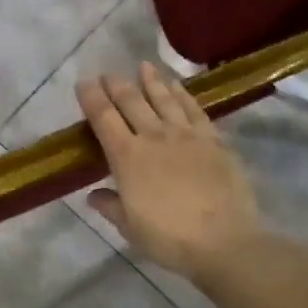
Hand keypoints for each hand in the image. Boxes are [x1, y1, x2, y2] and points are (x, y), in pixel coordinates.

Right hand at [76, 63, 269, 283]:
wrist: (223, 240)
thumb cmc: (169, 239)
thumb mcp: (130, 227)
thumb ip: (110, 206)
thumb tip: (93, 194)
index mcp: (127, 158)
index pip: (103, 119)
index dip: (91, 98)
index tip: (83, 83)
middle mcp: (154, 137)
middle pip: (132, 101)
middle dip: (117, 84)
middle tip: (108, 73)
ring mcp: (186, 135)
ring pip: (164, 98)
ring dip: (151, 80)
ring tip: (142, 66)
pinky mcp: (213, 139)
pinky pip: (194, 108)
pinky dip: (182, 93)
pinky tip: (177, 86)